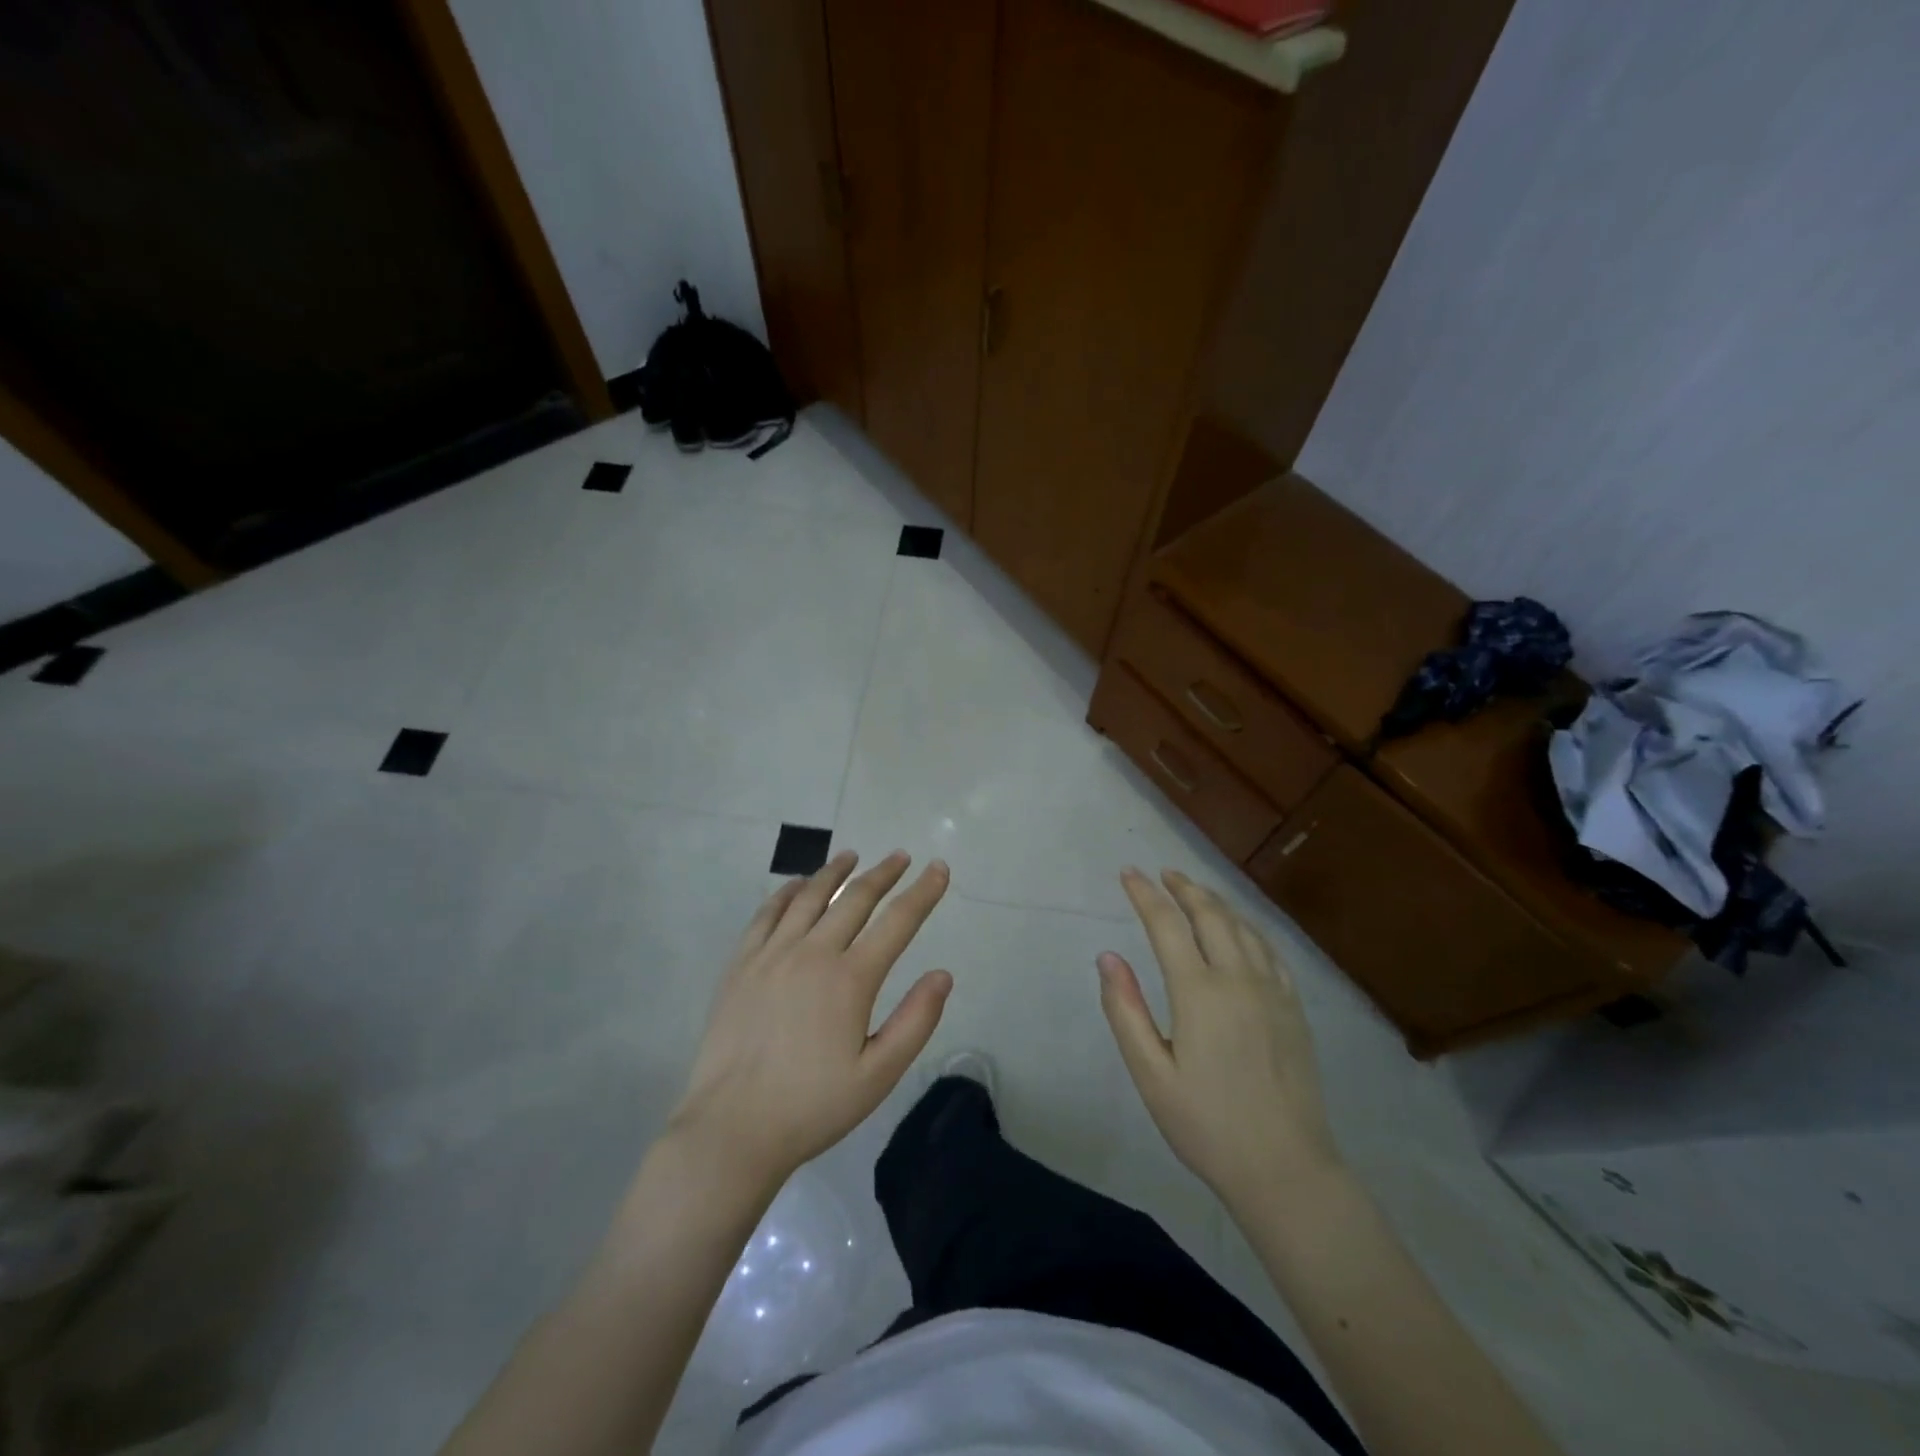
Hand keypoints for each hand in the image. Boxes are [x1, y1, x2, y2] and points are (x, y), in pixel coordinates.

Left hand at [669, 850, 952, 1191]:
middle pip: (854, 899)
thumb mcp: (878, 1076)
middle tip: (900, 856)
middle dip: (883, 873)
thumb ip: (915, 1022)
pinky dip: (786, 892)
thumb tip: (943, 974)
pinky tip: (796, 885)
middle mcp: (812, 953)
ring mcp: (772, 955)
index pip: (897, 922)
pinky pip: (766, 914)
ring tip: (851, 856)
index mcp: (850, 979)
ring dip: (834, 872)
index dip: (922, 892)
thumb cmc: (812, 1106)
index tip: (938, 868)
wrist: (732, 1128)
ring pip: (808, 897)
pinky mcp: (741, 964)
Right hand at [1099, 868, 1340, 1204]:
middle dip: (1183, 888)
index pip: (1167, 924)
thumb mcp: (1151, 1075)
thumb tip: (1108, 956)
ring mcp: (1272, 990)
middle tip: (1163, 872)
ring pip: (1242, 927)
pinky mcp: (1294, 1007)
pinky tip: (1241, 929)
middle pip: (1210, 914)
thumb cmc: (1207, 1125)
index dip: (1144, 894)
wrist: (1286, 1168)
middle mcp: (1238, 978)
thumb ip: (1126, 1010)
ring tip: (1195, 891)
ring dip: (1215, 901)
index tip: (1128, 873)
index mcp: (1199, 992)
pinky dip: (1248, 927)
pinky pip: (1270, 950)